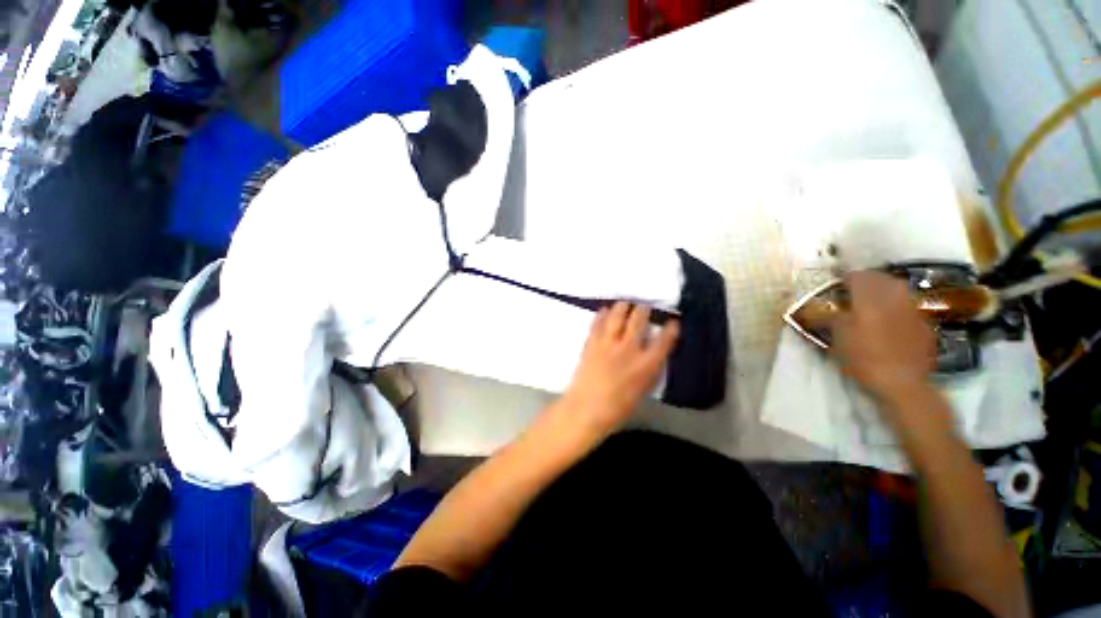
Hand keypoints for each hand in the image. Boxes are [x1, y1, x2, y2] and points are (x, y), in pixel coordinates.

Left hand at [556, 302, 679, 440]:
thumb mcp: (642, 391)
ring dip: (623, 306)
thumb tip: (653, 355)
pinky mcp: (592, 342)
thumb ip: (649, 371)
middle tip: (644, 306)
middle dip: (643, 309)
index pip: (663, 341)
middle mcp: (628, 349)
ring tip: (625, 303)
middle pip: (638, 320)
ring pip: (617, 315)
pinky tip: (605, 310)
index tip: (673, 322)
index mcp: (646, 365)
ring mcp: (608, 343)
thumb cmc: (617, 408)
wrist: (585, 409)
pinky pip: (598, 322)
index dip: (670, 329)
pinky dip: (602, 314)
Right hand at [830, 271, 936, 404]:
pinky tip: (890, 317)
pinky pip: (908, 305)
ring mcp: (912, 311)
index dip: (844, 275)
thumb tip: (820, 308)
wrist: (902, 383)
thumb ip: (831, 317)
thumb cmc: (863, 358)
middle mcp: (893, 298)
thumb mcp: (837, 337)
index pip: (857, 276)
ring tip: (872, 298)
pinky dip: (896, 305)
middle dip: (866, 279)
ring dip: (884, 289)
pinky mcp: (923, 325)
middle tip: (853, 286)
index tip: (835, 278)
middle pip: (881, 278)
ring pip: (898, 289)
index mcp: (869, 299)